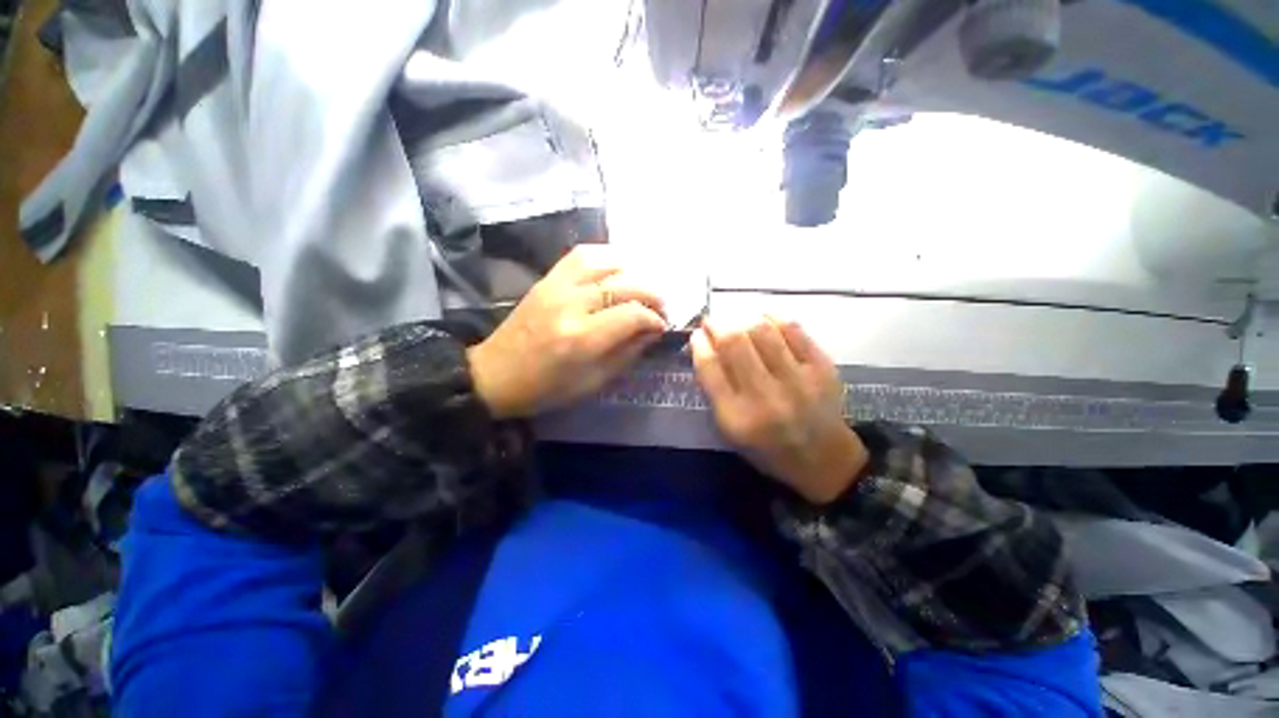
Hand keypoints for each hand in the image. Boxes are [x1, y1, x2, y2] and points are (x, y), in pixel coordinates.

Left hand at [467, 245, 667, 418]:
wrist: (495, 374)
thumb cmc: (546, 388)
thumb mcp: (593, 382)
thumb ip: (627, 353)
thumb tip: (653, 331)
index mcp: (582, 338)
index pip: (633, 314)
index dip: (655, 318)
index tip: (662, 326)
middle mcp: (571, 304)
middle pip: (625, 284)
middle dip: (652, 294)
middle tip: (661, 307)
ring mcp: (556, 286)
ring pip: (606, 262)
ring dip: (633, 271)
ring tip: (643, 286)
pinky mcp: (547, 279)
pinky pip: (581, 255)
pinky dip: (606, 257)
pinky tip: (618, 270)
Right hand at [691, 316, 867, 504]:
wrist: (824, 459)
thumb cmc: (767, 448)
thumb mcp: (729, 430)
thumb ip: (713, 391)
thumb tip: (704, 347)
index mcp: (737, 417)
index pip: (710, 367)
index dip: (699, 343)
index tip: (697, 335)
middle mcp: (766, 397)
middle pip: (734, 343)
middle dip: (717, 324)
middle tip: (713, 321)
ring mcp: (798, 380)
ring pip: (762, 330)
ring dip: (742, 317)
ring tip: (736, 319)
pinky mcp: (822, 368)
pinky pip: (793, 329)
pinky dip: (773, 318)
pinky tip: (764, 320)